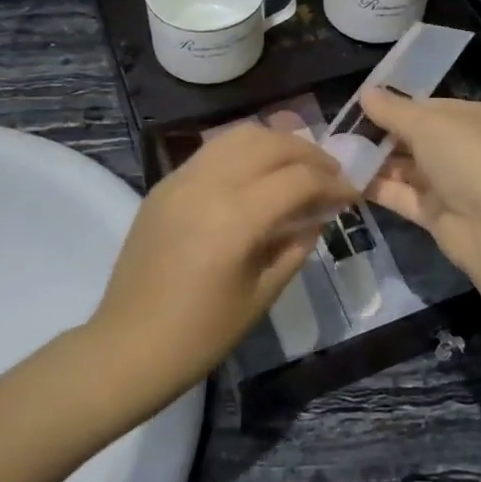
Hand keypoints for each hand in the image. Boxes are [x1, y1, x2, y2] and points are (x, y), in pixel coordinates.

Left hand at [86, 125, 356, 408]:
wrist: (128, 346)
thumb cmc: (201, 334)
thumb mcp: (263, 293)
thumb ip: (296, 245)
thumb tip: (318, 214)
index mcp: (236, 218)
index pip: (299, 179)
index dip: (334, 183)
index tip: (351, 194)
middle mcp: (209, 185)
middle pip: (272, 144)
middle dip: (310, 154)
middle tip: (330, 175)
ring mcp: (182, 179)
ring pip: (240, 135)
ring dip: (277, 143)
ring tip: (297, 166)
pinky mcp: (164, 184)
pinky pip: (213, 151)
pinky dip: (245, 151)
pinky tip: (257, 175)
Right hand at [357, 90, 480, 276]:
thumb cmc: (468, 159)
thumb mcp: (428, 125)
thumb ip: (393, 110)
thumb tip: (366, 92)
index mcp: (472, 119)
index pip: (427, 107)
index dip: (394, 106)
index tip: (357, 107)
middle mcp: (463, 149)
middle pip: (414, 138)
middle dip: (380, 135)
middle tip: (339, 132)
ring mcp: (449, 183)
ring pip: (405, 168)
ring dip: (374, 162)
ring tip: (335, 155)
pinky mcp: (435, 214)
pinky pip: (402, 195)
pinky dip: (377, 188)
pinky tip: (346, 180)